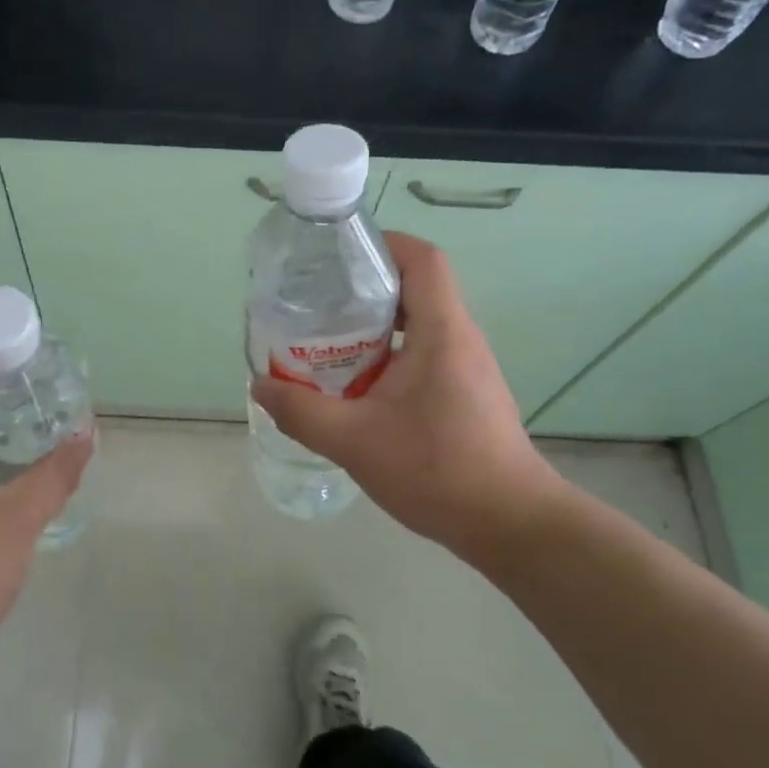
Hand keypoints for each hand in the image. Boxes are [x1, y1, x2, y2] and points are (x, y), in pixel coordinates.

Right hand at [250, 232, 566, 566]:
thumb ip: (301, 412)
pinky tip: (358, 388)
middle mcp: (460, 339)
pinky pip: (424, 355)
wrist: (509, 524)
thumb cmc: (436, 470)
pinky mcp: (466, 394)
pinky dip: (389, 356)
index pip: (423, 259)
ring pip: (419, 324)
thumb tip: (260, 386)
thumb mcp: (354, 441)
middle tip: (318, 302)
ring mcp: (467, 368)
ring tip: (328, 342)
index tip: (339, 255)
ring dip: (375, 326)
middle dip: (365, 287)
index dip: (384, 244)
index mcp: (441, 332)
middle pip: (416, 288)